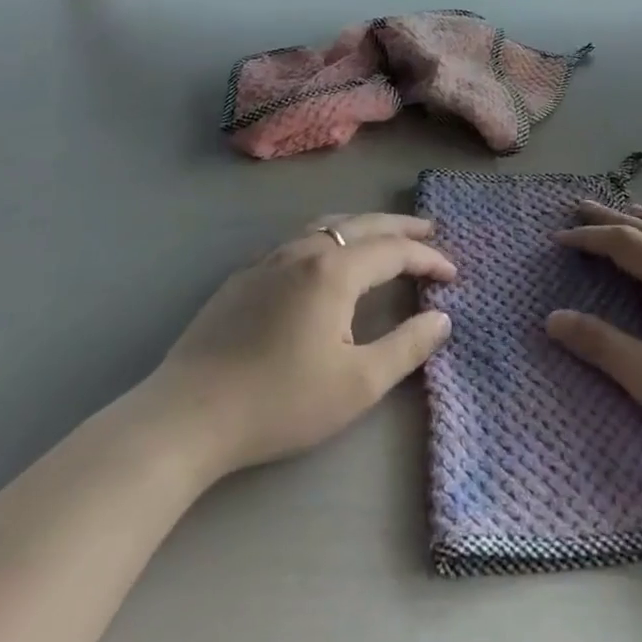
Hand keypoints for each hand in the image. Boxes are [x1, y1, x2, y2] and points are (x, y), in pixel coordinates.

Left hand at [139, 213, 453, 480]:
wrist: (187, 416)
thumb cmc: (280, 402)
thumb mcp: (358, 384)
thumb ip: (407, 347)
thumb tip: (441, 319)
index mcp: (334, 271)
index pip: (394, 251)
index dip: (428, 259)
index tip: (453, 274)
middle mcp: (303, 252)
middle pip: (362, 225)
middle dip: (400, 227)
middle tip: (429, 230)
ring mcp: (268, 260)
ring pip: (326, 226)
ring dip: (362, 227)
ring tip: (383, 237)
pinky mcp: (243, 277)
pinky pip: (297, 241)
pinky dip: (328, 238)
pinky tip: (325, 260)